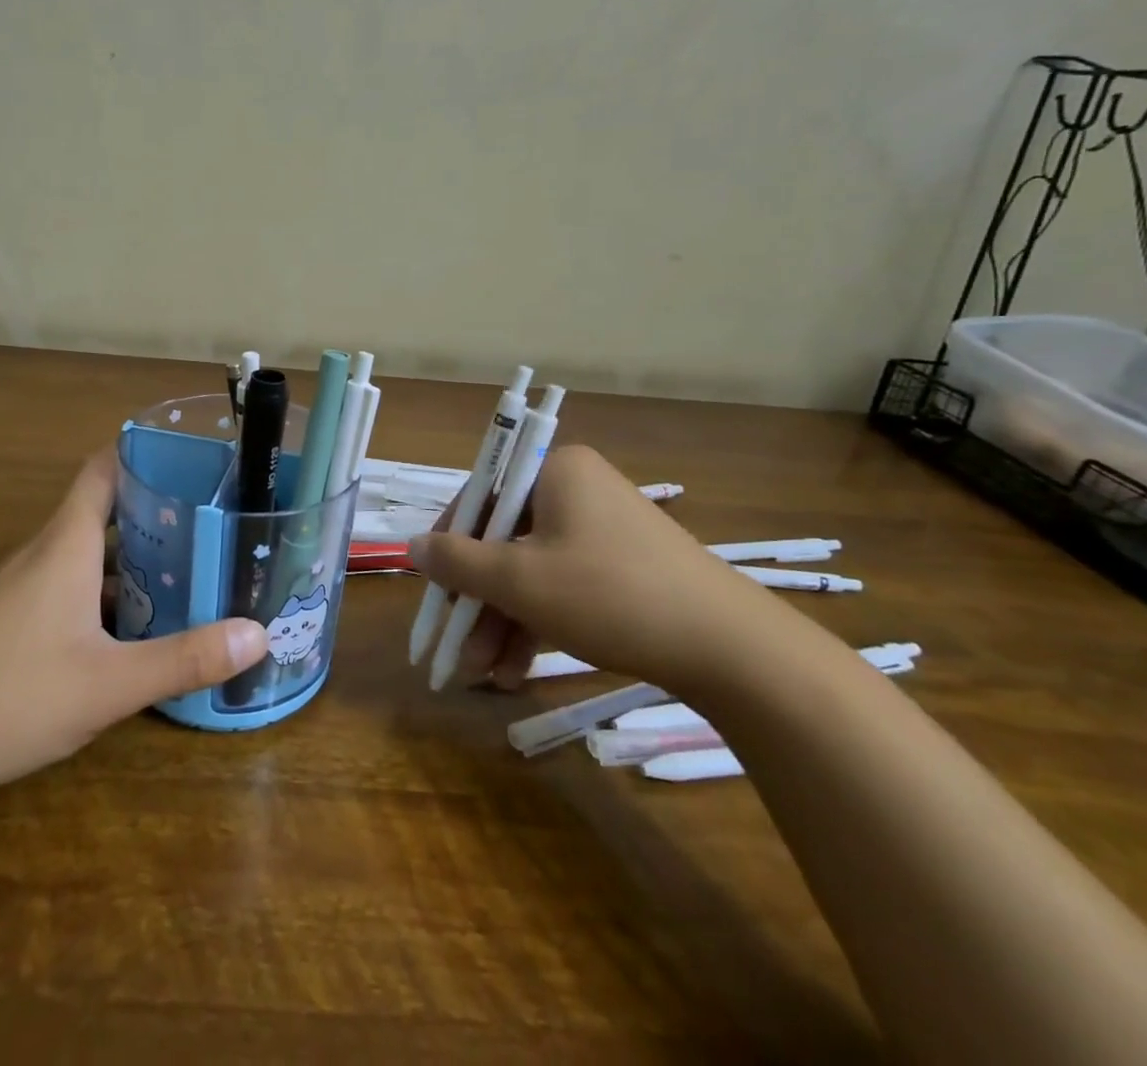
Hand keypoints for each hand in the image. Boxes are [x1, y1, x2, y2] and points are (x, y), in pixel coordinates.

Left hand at [0, 450, 265, 802]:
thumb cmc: (8, 694)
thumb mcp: (108, 684)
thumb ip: (184, 659)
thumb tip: (259, 634)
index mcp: (68, 544)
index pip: (104, 469)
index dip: (144, 453)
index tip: (193, 459)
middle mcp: (45, 553)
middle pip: (105, 511)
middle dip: (158, 513)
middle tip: (214, 526)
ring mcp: (22, 587)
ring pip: (89, 554)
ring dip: (135, 558)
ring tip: (190, 574)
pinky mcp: (10, 620)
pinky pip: (70, 587)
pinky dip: (107, 594)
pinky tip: (133, 631)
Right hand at [409, 444, 779, 693]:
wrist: (733, 650)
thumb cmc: (610, 595)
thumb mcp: (520, 581)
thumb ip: (457, 562)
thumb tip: (413, 546)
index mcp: (554, 471)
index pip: (480, 496)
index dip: (449, 545)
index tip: (434, 590)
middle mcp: (576, 490)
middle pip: (504, 540)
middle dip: (477, 601)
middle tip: (456, 647)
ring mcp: (603, 530)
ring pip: (532, 571)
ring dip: (502, 621)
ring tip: (482, 674)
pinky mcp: (623, 569)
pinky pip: (563, 586)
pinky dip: (537, 624)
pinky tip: (516, 672)